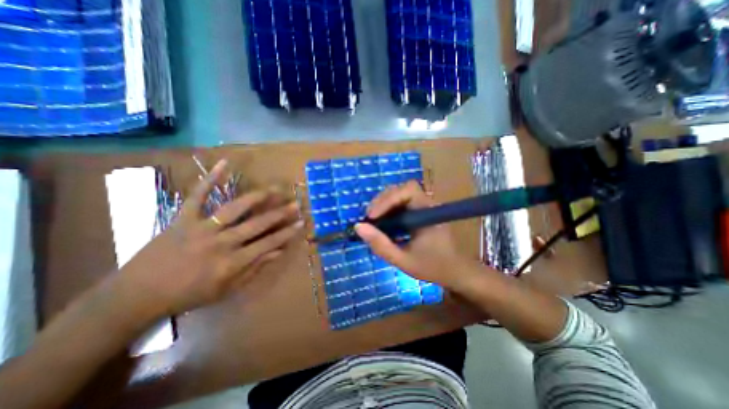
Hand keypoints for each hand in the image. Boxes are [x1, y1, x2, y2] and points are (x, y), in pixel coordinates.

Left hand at [119, 159, 302, 315]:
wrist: (137, 295)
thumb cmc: (188, 295)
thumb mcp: (226, 289)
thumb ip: (254, 269)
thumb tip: (277, 252)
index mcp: (232, 263)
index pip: (268, 244)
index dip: (286, 233)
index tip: (300, 223)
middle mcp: (221, 243)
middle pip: (257, 225)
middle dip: (279, 214)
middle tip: (295, 204)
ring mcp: (201, 228)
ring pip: (234, 208)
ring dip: (256, 198)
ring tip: (273, 189)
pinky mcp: (182, 218)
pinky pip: (197, 196)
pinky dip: (210, 179)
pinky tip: (224, 164)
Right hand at [353, 181, 479, 289]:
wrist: (456, 271)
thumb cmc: (433, 267)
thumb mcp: (403, 260)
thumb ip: (381, 245)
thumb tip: (359, 227)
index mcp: (428, 212)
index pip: (408, 190)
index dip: (388, 199)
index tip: (372, 217)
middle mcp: (427, 204)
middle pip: (401, 189)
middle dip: (382, 201)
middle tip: (369, 219)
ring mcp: (424, 207)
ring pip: (400, 194)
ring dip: (383, 204)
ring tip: (373, 220)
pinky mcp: (420, 212)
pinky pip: (401, 204)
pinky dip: (389, 210)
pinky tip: (383, 222)